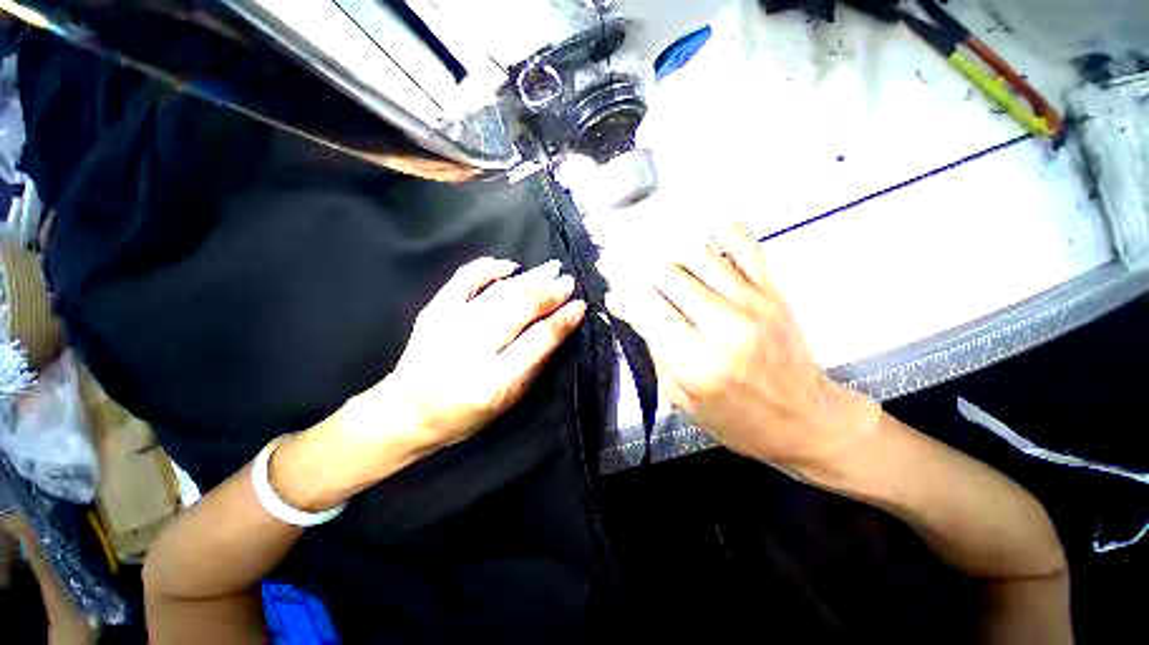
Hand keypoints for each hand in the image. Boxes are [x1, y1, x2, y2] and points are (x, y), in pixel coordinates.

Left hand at [273, 257, 584, 509]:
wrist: (404, 412)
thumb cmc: (463, 416)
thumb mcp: (508, 403)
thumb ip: (534, 367)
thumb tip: (556, 331)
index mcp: (494, 380)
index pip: (537, 341)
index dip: (562, 321)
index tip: (579, 306)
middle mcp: (472, 349)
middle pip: (519, 310)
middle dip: (549, 293)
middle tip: (567, 281)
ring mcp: (449, 326)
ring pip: (498, 293)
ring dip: (529, 278)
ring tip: (551, 268)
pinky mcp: (433, 313)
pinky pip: (462, 282)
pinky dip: (487, 268)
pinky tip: (508, 265)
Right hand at [605, 223, 880, 470]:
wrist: (804, 419)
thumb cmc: (737, 420)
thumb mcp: (681, 399)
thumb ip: (656, 353)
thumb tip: (638, 314)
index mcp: (697, 361)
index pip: (646, 309)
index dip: (622, 300)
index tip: (614, 299)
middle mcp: (723, 325)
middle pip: (666, 274)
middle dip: (639, 274)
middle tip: (632, 280)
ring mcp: (752, 302)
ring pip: (697, 254)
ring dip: (669, 255)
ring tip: (660, 266)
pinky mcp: (773, 291)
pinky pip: (745, 245)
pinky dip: (722, 232)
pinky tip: (705, 237)